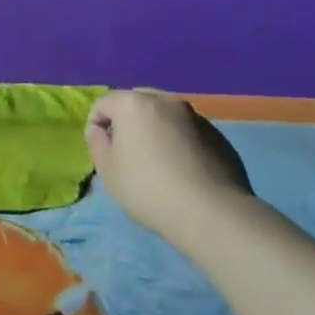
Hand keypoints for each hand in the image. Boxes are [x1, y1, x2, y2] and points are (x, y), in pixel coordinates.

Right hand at [85, 90, 252, 246]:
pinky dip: (180, 142)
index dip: (97, 125)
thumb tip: (99, 129)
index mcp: (133, 103)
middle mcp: (164, 100)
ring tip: (159, 163)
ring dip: (156, 131)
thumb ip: (96, 142)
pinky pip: (188, 132)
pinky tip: (183, 171)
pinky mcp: (218, 135)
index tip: (103, 152)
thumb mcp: (107, 170)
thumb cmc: (148, 188)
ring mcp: (195, 116)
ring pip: (165, 116)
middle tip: (129, 154)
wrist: (211, 213)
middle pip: (136, 103)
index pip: (104, 104)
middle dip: (128, 122)